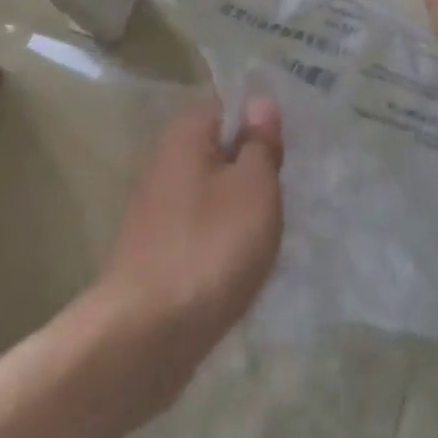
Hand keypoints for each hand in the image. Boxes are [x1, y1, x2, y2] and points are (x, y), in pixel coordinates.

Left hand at [97, 94, 283, 399]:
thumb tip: (259, 103)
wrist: (146, 334)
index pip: (226, 104)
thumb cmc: (210, 246)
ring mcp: (156, 210)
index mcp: (185, 136)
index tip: (290, 143)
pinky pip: (201, 227)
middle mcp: (164, 164)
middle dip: (254, 165)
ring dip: (242, 204)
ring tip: (276, 223)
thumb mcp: (254, 186)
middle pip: (218, 149)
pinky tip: (246, 259)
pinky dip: (224, 237)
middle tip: (290, 184)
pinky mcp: (157, 251)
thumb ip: (259, 143)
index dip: (260, 118)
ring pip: (212, 191)